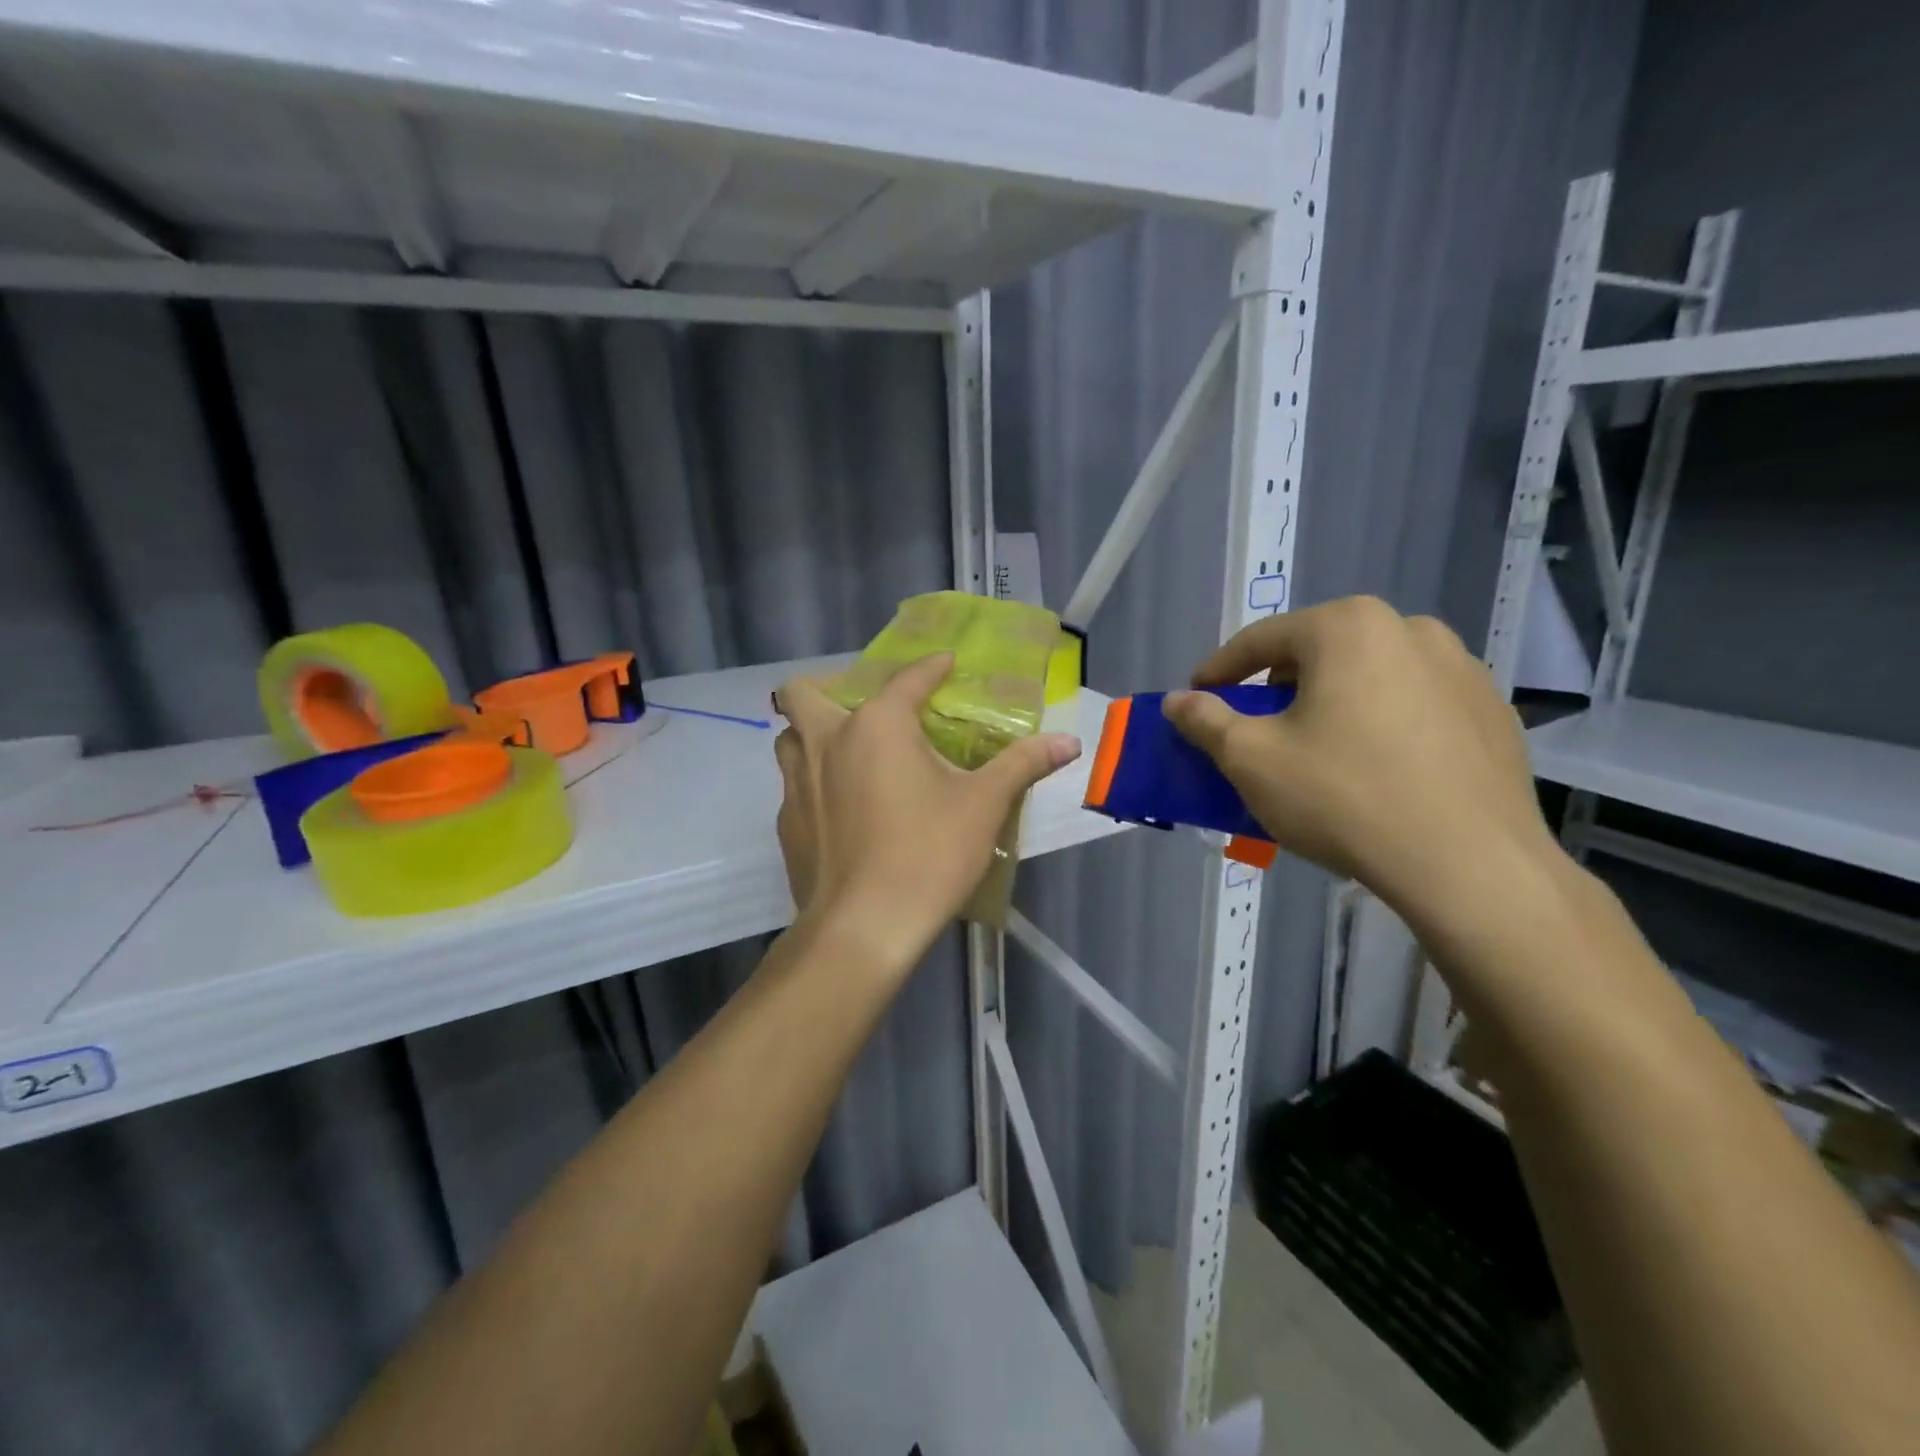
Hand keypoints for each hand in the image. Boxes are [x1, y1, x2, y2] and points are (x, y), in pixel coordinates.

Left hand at [773, 654, 1080, 972]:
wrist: (864, 927)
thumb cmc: (929, 854)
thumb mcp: (984, 805)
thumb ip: (1023, 764)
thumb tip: (1070, 741)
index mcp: (877, 725)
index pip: (907, 679)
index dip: (931, 667)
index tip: (947, 664)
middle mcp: (826, 741)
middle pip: (802, 693)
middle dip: (828, 689)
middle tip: (866, 711)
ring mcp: (797, 784)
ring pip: (789, 738)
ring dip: (811, 734)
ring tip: (847, 753)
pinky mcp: (787, 824)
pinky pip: (792, 786)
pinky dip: (812, 783)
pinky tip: (841, 809)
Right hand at [1163, 597, 1565, 937]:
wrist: (1470, 866)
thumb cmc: (1343, 797)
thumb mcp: (1252, 759)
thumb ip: (1206, 720)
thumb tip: (1176, 701)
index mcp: (1347, 627)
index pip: (1261, 640)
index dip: (1219, 670)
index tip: (1196, 697)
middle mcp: (1410, 629)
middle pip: (1319, 652)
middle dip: (1279, 686)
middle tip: (1257, 727)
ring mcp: (1462, 668)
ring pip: (1370, 675)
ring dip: (1333, 701)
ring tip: (1318, 749)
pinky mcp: (1492, 711)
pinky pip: (1415, 704)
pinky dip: (1382, 722)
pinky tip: (1375, 769)